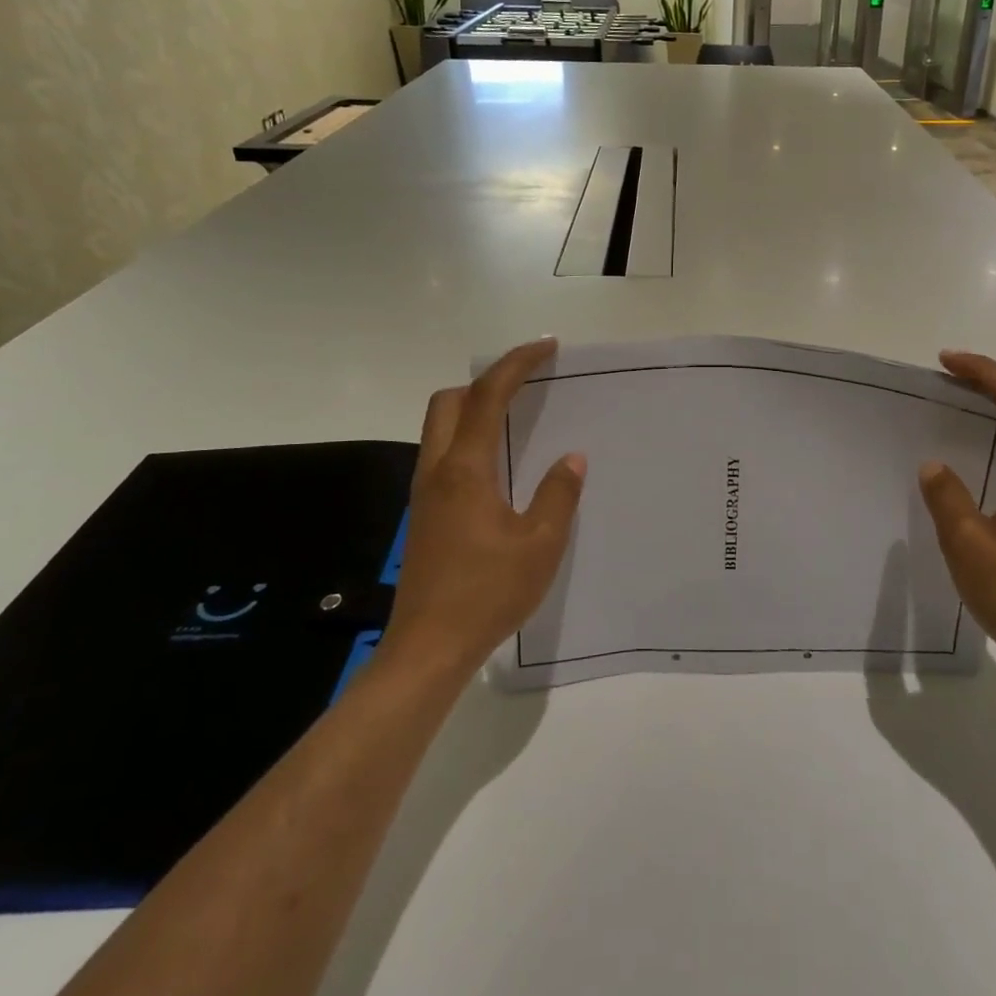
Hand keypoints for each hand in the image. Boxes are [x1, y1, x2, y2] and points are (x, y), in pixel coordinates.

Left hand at [378, 338, 586, 677]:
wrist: (429, 647)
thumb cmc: (488, 593)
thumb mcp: (540, 545)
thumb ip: (558, 495)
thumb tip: (571, 459)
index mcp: (466, 469)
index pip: (488, 396)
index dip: (516, 363)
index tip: (547, 347)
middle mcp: (438, 470)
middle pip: (450, 401)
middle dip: (487, 380)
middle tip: (528, 383)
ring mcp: (425, 492)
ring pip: (441, 427)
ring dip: (476, 407)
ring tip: (519, 416)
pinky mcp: (423, 513)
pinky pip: (444, 453)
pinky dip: (469, 436)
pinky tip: (499, 464)